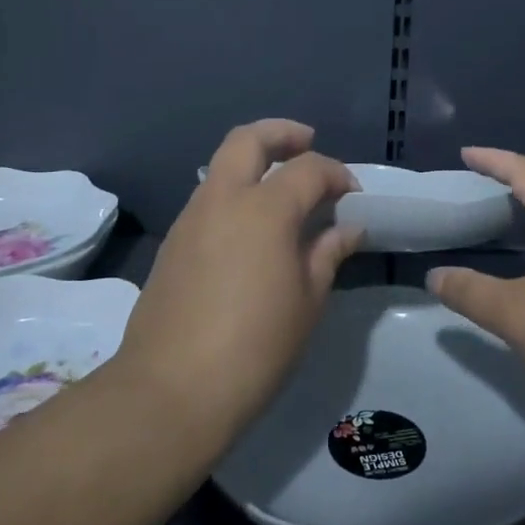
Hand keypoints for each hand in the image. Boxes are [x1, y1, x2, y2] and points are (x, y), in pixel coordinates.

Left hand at [115, 119, 363, 428]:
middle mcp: (223, 200)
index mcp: (264, 209)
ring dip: (254, 163)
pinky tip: (253, 229)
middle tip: (307, 143)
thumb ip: (327, 253)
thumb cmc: (255, 346)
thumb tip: (347, 228)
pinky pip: (209, 198)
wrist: (171, 391)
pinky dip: (235, 193)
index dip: (337, 174)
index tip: (353, 196)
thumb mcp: (307, 301)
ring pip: (222, 166)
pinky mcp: (173, 243)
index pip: (308, 168)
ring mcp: (191, 218)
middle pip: (249, 139)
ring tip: (283, 191)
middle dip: (282, 133)